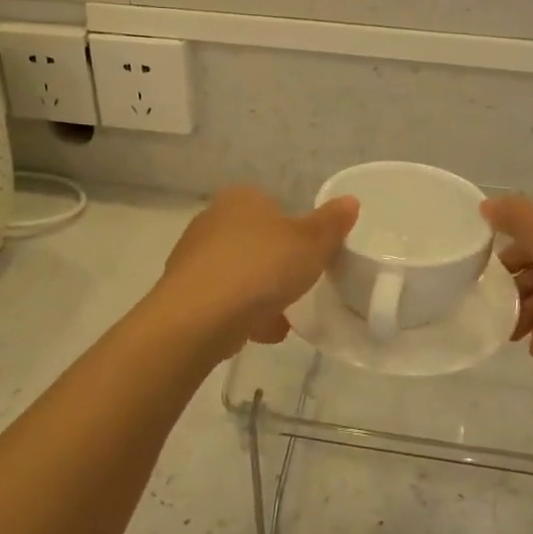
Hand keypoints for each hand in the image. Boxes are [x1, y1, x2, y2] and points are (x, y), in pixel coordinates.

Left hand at [156, 186, 358, 351]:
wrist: (199, 317)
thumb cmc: (260, 267)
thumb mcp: (311, 243)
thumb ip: (331, 224)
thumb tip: (350, 201)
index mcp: (241, 199)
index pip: (272, 207)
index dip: (293, 232)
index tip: (308, 259)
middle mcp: (211, 220)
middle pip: (254, 243)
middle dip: (275, 267)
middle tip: (297, 289)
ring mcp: (192, 257)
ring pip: (238, 274)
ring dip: (259, 296)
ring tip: (281, 321)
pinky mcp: (182, 293)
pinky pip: (222, 301)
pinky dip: (240, 315)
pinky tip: (258, 334)